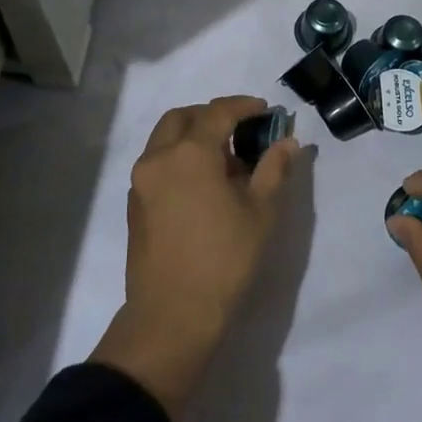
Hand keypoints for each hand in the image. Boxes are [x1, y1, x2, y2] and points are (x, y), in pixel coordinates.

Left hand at [91, 96, 299, 418]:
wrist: (172, 315)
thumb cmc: (224, 259)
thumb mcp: (261, 211)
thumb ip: (274, 169)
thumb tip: (287, 142)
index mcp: (190, 152)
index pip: (218, 112)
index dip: (244, 106)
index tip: (265, 110)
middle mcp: (159, 157)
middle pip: (182, 117)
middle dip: (211, 115)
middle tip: (240, 129)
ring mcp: (141, 181)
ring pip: (164, 139)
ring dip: (192, 135)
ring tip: (224, 159)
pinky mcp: (134, 204)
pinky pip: (157, 163)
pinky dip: (178, 157)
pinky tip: (202, 184)